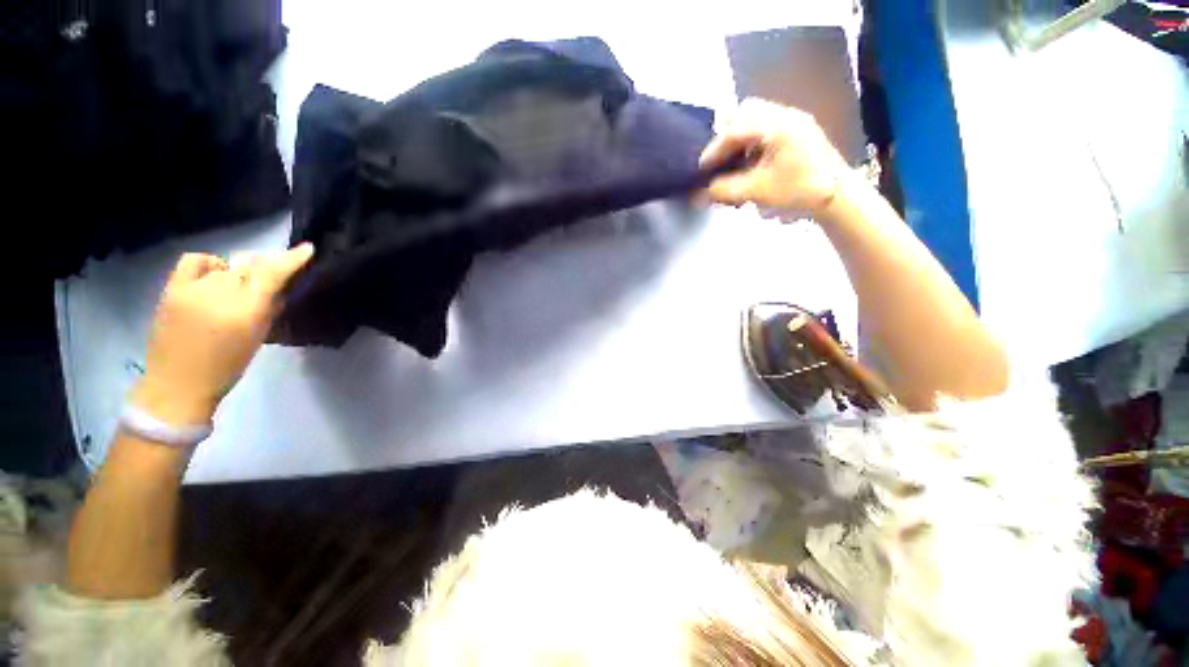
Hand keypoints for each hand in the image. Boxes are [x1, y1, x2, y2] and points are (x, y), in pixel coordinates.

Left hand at [131, 244, 314, 424]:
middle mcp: (221, 293)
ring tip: (236, 287)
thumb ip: (270, 308)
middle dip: (264, 268)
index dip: (291, 259)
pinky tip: (212, 274)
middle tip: (268, 280)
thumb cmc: (227, 366)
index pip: (272, 274)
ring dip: (238, 272)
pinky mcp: (172, 288)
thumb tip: (280, 286)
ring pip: (227, 266)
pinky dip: (209, 263)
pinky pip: (195, 260)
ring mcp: (193, 288)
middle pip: (250, 266)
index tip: (307, 249)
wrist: (178, 383)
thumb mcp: (258, 337)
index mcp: (247, 310)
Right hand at [699, 98, 847, 213]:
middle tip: (718, 161)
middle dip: (726, 136)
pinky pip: (767, 128)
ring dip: (740, 138)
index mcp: (776, 125)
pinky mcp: (798, 132)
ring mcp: (793, 122)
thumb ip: (724, 190)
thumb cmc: (798, 190)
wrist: (837, 196)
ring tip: (733, 163)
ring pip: (756, 119)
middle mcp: (785, 115)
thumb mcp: (757, 191)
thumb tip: (698, 195)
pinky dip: (752, 142)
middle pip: (745, 112)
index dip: (713, 149)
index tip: (701, 169)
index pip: (734, 129)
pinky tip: (750, 163)